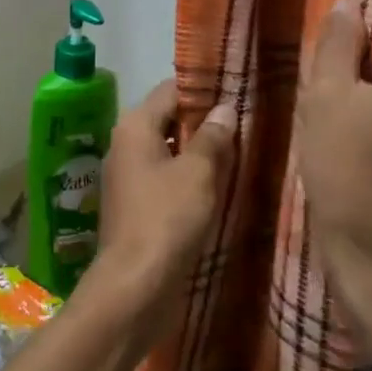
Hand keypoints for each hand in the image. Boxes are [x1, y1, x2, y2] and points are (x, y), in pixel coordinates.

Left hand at [82, 80, 235, 350]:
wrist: (135, 282)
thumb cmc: (167, 218)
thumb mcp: (198, 173)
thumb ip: (212, 138)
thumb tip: (224, 108)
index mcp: (134, 126)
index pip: (169, 90)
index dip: (203, 88)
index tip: (238, 91)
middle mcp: (125, 144)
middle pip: (168, 119)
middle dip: (204, 121)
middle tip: (246, 122)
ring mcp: (127, 176)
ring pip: (168, 150)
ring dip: (198, 151)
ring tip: (241, 151)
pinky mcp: (135, 204)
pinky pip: (165, 177)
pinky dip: (188, 176)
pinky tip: (219, 185)